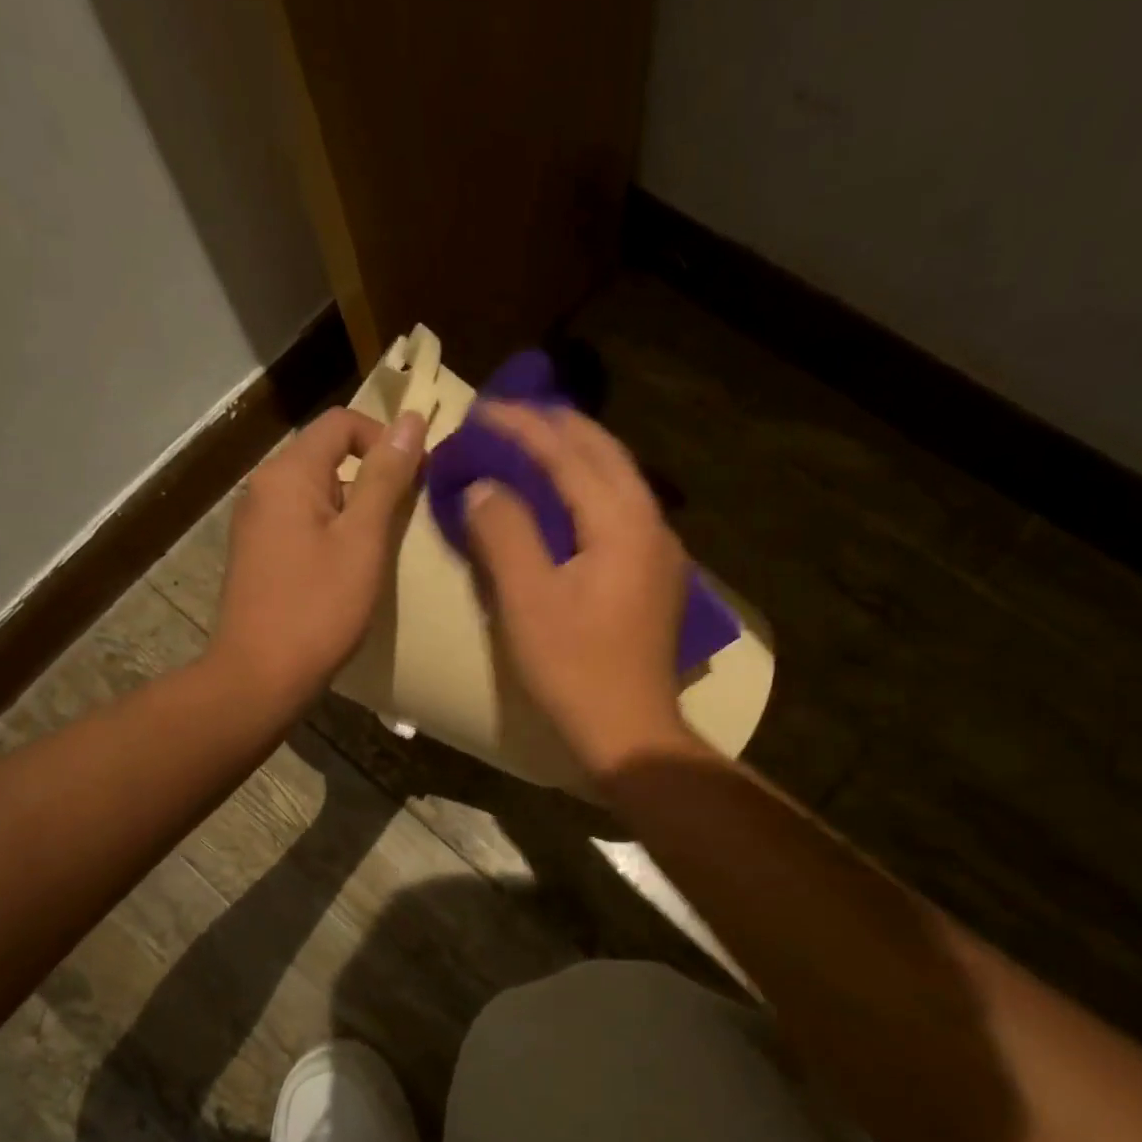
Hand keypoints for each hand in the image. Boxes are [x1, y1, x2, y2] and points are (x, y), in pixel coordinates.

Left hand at [211, 405, 426, 710]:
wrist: (260, 677)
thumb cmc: (318, 608)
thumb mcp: (363, 540)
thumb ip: (386, 478)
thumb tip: (412, 421)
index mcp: (288, 473)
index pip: (342, 423)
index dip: (386, 439)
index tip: (418, 479)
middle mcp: (265, 487)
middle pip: (329, 456)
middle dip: (375, 477)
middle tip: (408, 518)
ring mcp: (258, 522)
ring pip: (320, 493)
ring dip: (358, 509)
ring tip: (385, 547)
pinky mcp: (260, 554)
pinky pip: (306, 522)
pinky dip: (336, 532)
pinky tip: (353, 569)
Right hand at [463, 403, 700, 778]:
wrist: (630, 732)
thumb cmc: (574, 668)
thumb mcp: (527, 600)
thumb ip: (504, 532)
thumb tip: (484, 486)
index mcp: (622, 522)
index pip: (568, 453)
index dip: (522, 427)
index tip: (481, 409)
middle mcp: (651, 523)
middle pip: (604, 453)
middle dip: (556, 427)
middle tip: (508, 416)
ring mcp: (660, 551)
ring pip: (618, 479)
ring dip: (576, 454)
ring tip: (533, 444)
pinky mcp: (654, 576)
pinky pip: (620, 510)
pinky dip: (588, 489)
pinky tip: (565, 499)